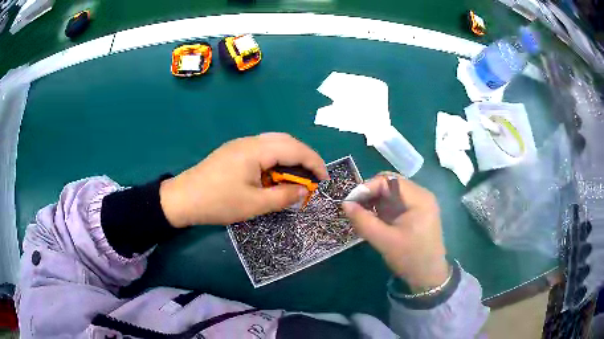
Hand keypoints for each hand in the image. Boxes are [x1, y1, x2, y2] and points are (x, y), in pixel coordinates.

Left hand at [159, 133, 328, 226]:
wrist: (183, 198)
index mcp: (257, 150)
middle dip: (304, 157)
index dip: (314, 163)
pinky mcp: (233, 152)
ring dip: (290, 157)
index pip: (295, 149)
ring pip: (274, 143)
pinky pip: (262, 149)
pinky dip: (276, 159)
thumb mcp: (254, 204)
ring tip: (297, 177)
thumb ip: (283, 196)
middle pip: (286, 140)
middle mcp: (250, 141)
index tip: (324, 180)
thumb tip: (303, 191)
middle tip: (312, 177)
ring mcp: (240, 144)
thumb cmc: (218, 202)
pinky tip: (275, 174)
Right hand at [342, 173, 448, 291]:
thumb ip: (363, 221)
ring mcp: (420, 204)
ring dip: (375, 200)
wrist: (429, 277)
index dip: (367, 187)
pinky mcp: (416, 213)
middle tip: (353, 207)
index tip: (350, 202)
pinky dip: (382, 207)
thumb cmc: (410, 258)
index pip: (389, 180)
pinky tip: (372, 218)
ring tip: (360, 213)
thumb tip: (345, 204)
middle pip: (391, 183)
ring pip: (392, 193)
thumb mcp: (384, 240)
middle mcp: (421, 195)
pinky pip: (396, 203)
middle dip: (370, 193)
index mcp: (419, 198)